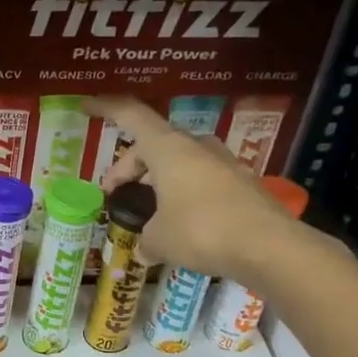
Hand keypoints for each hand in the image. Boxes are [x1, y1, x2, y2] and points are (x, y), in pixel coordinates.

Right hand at [86, 95, 306, 281]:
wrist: (270, 247)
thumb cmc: (201, 231)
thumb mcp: (160, 239)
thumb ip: (145, 240)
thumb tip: (144, 250)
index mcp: (168, 148)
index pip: (131, 114)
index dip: (106, 108)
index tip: (86, 106)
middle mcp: (196, 147)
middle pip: (153, 144)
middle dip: (129, 168)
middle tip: (115, 195)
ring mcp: (223, 163)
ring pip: (178, 162)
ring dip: (157, 180)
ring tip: (146, 210)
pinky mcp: (241, 184)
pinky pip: (200, 180)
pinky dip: (182, 194)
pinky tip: (178, 224)